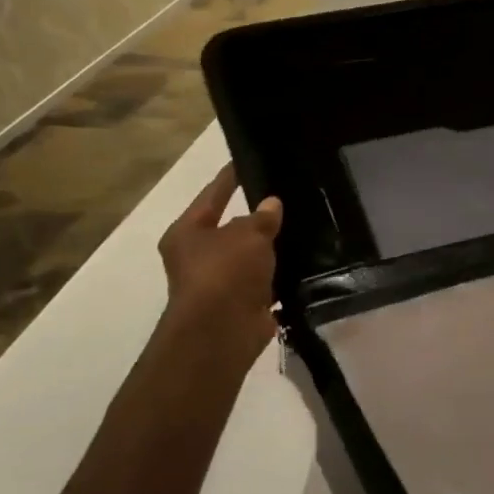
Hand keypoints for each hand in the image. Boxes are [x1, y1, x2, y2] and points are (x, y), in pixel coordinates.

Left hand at [112, 165, 281, 438]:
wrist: (222, 331)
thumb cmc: (225, 272)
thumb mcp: (247, 235)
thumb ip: (262, 218)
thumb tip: (271, 205)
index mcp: (188, 232)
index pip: (212, 195)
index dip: (229, 178)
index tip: (244, 162)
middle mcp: (198, 257)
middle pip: (231, 228)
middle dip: (256, 217)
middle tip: (285, 197)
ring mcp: (220, 283)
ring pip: (250, 257)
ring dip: (271, 249)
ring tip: (302, 228)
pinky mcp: (242, 304)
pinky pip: (266, 282)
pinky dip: (281, 276)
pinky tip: (305, 262)